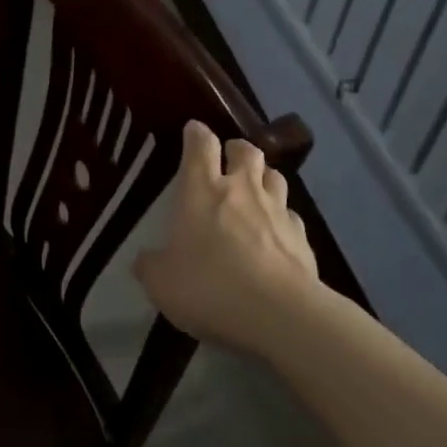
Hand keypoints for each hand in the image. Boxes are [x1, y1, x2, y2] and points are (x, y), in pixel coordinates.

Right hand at [135, 121, 319, 350]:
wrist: (279, 314)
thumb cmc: (210, 287)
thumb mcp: (163, 284)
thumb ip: (152, 267)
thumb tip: (144, 260)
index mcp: (202, 190)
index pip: (201, 144)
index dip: (197, 134)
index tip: (193, 131)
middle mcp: (241, 189)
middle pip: (246, 150)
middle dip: (237, 149)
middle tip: (228, 160)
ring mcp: (277, 210)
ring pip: (275, 176)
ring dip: (263, 178)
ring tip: (255, 191)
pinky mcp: (302, 237)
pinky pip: (292, 215)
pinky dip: (283, 218)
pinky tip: (277, 234)